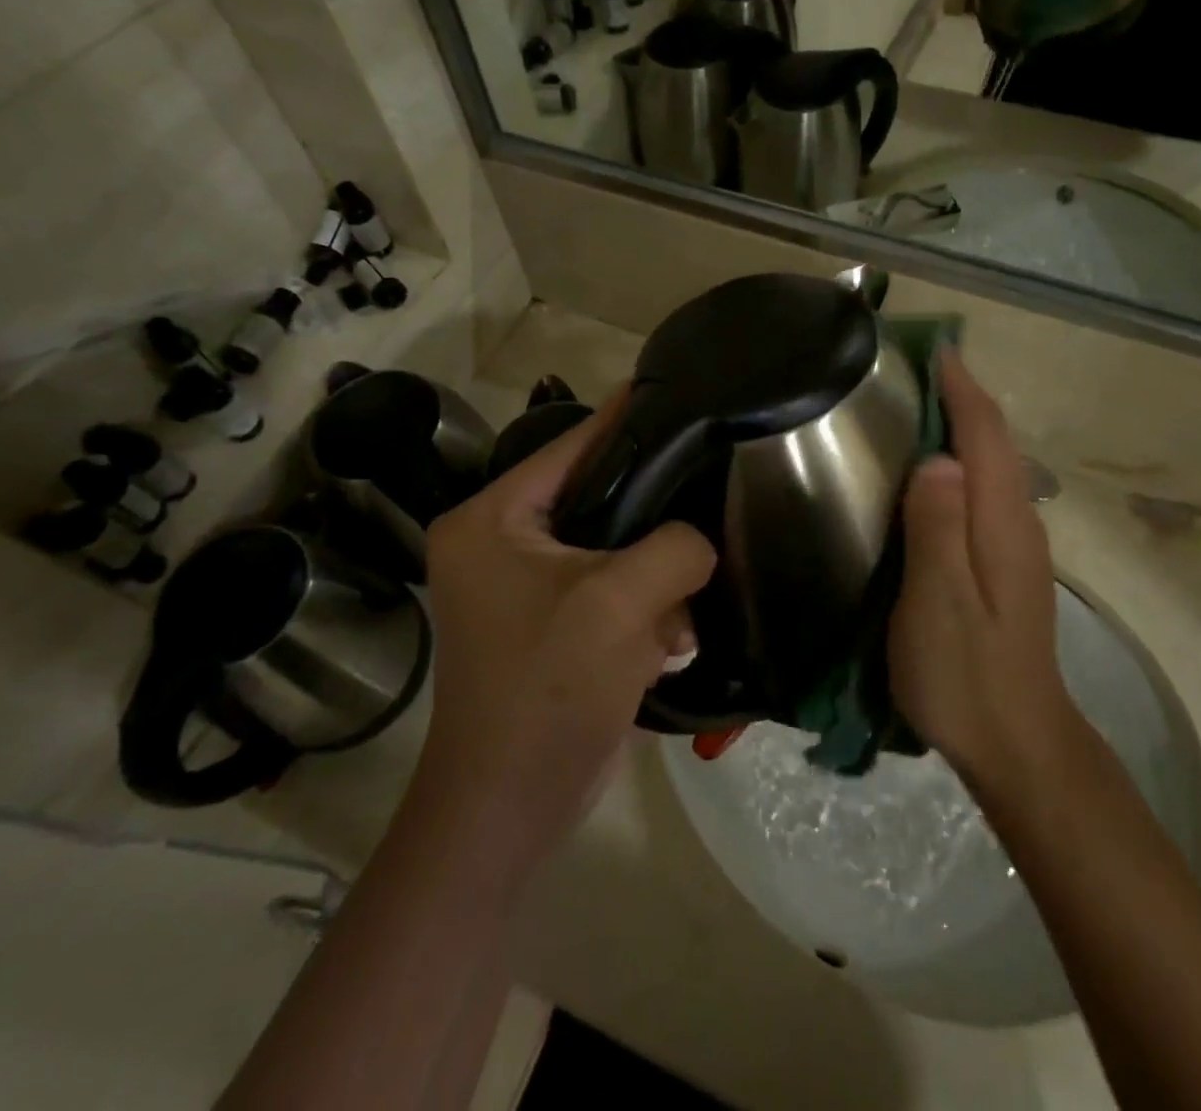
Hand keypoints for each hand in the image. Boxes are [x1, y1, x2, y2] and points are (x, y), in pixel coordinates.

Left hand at [418, 397, 715, 858]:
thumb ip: (675, 546)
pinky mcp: (551, 626)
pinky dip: (644, 613)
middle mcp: (499, 543)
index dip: (626, 419)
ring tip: (683, 608)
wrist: (510, 810)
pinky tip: (669, 643)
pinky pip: (611, 591)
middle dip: (653, 517)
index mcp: (491, 518)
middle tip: (709, 496)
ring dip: (653, 580)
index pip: (570, 446)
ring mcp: (524, 588)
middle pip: (597, 499)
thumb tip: (700, 540)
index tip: (677, 390)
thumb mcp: (619, 602)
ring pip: (613, 549)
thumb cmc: (549, 690)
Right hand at [889, 352, 1065, 777]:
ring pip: (991, 468)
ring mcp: (1016, 547)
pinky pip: (983, 494)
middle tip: (912, 371)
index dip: (962, 388)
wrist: (1019, 744)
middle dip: (962, 399)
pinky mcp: (1006, 568)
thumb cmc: (968, 674)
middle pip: (994, 444)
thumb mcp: (939, 603)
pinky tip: (931, 476)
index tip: (934, 348)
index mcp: (1001, 522)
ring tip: (916, 408)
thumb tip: (938, 458)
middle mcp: (1017, 523)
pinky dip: (961, 464)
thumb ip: (937, 529)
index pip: (986, 436)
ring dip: (962, 429)